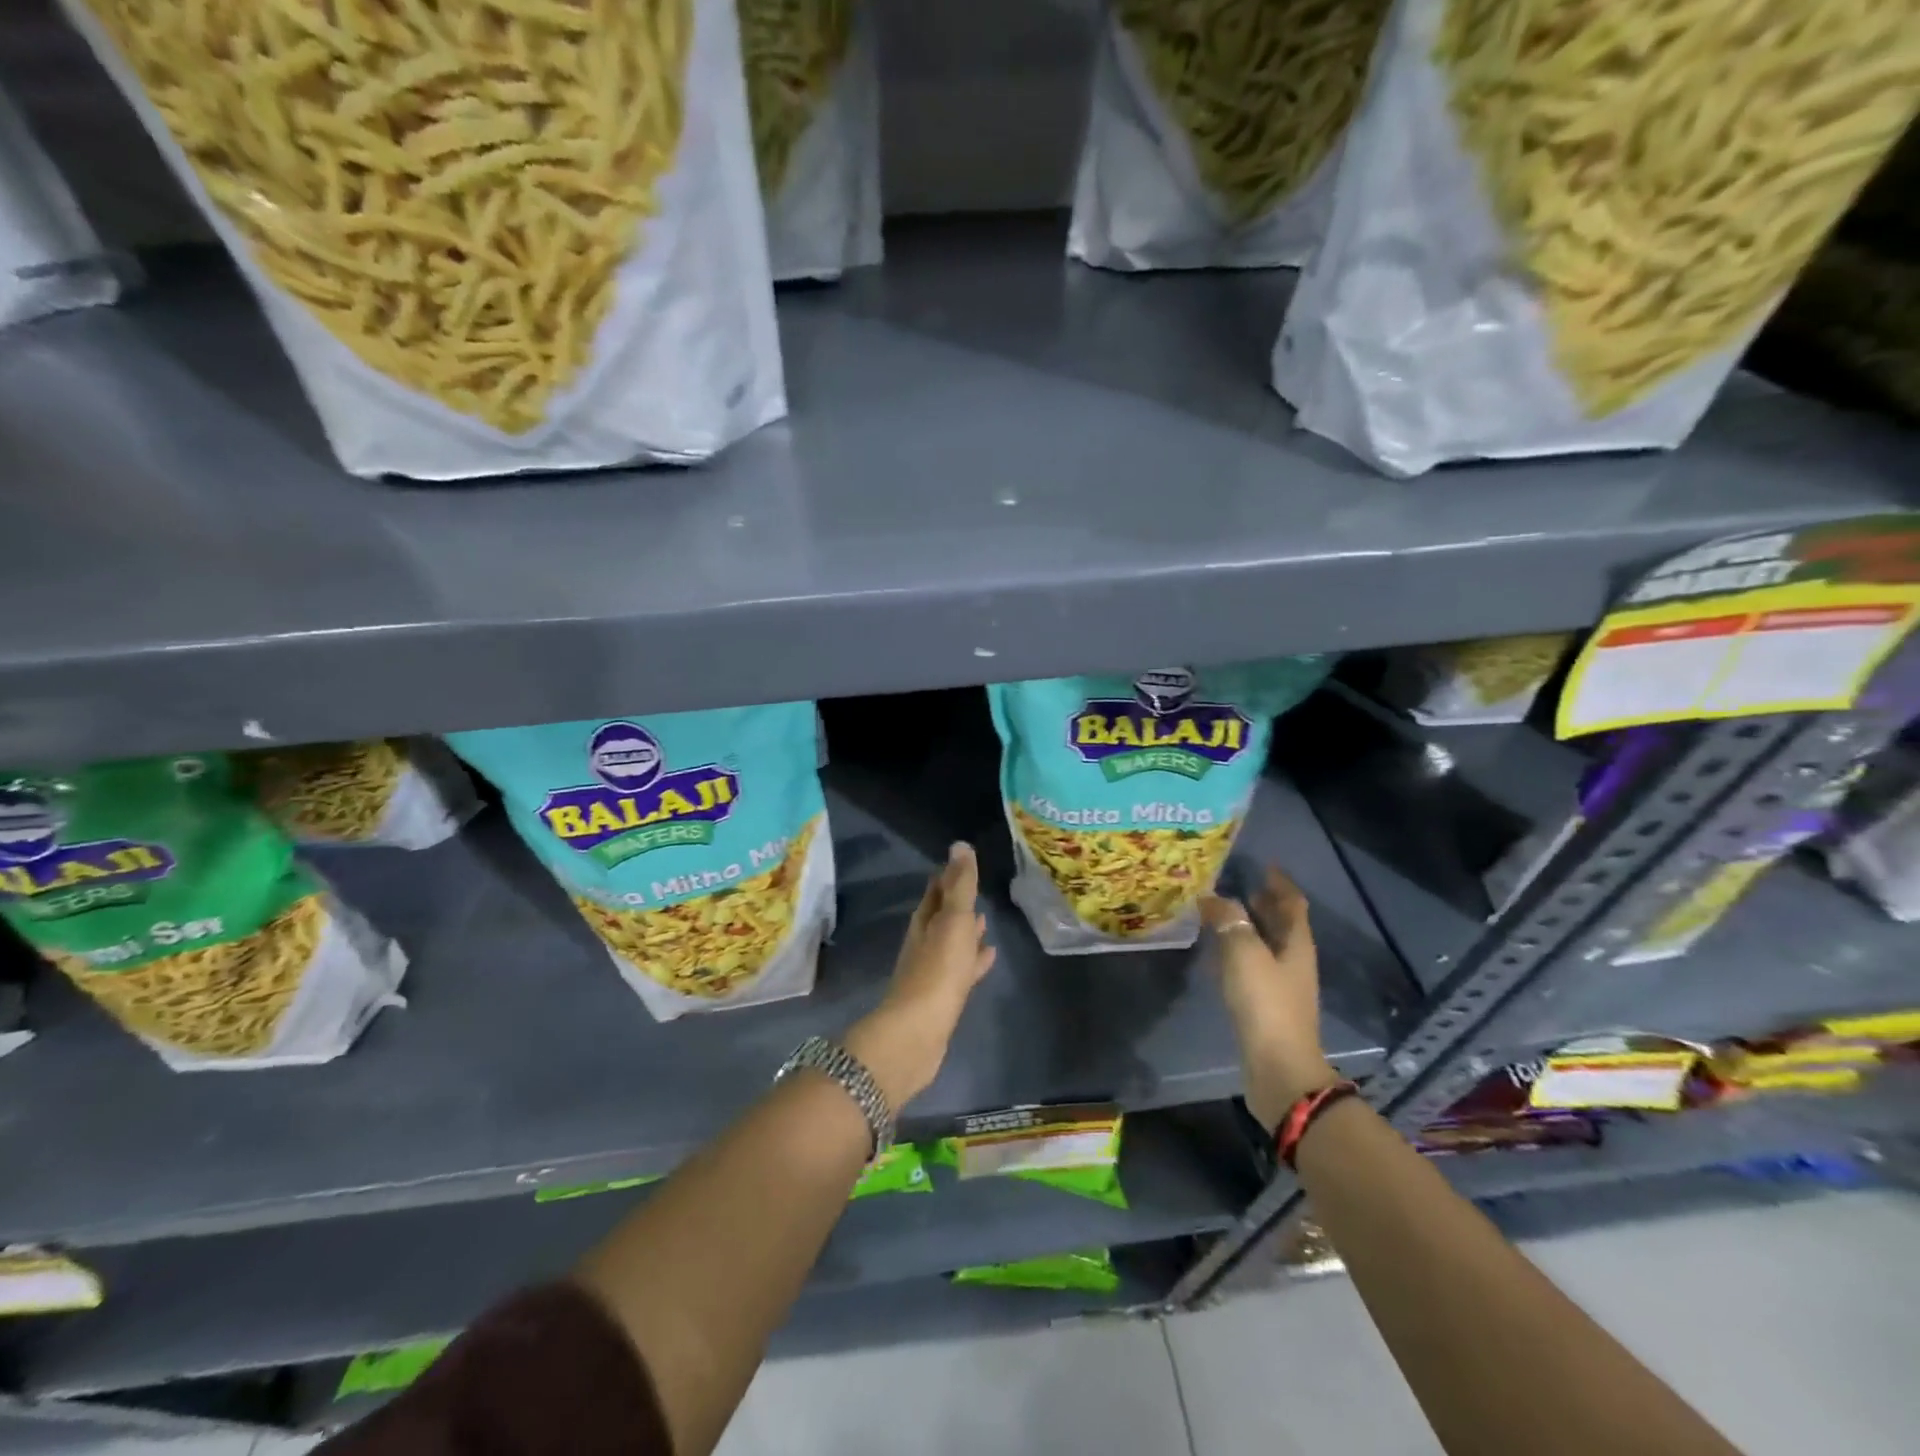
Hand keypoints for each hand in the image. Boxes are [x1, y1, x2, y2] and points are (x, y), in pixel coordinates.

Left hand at [845, 842, 995, 1108]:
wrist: (917, 1033)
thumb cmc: (937, 971)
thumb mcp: (953, 921)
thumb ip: (959, 886)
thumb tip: (960, 845)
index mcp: (925, 921)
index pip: (936, 890)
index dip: (948, 875)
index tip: (962, 861)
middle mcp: (925, 942)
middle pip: (942, 915)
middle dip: (957, 901)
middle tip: (975, 887)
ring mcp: (933, 971)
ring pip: (952, 942)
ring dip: (967, 930)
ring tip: (986, 920)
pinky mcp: (944, 996)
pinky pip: (963, 969)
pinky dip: (975, 959)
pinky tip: (990, 957)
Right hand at [1201, 868, 1336, 1131]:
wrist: (1278, 1068)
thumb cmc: (1266, 1003)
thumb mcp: (1243, 953)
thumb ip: (1228, 920)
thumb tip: (1212, 897)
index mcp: (1296, 943)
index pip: (1292, 903)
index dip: (1279, 882)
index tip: (1263, 864)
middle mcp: (1293, 960)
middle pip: (1281, 923)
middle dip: (1262, 902)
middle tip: (1235, 884)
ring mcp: (1282, 985)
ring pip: (1266, 944)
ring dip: (1248, 926)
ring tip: (1220, 913)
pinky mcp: (1266, 1005)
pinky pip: (1252, 965)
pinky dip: (1238, 951)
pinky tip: (1217, 954)